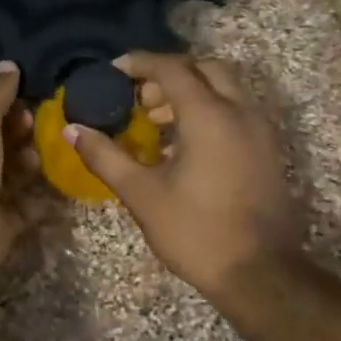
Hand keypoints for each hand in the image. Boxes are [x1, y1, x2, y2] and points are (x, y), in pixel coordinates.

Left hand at [0, 62, 27, 270]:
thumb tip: (8, 64)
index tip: (26, 97)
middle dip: (18, 134)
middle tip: (39, 123)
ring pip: (11, 176)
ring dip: (30, 164)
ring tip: (45, 154)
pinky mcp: (0, 226)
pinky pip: (26, 208)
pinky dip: (43, 201)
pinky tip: (62, 187)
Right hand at [66, 53, 304, 299]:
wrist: (261, 276)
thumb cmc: (196, 231)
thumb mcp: (141, 194)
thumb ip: (105, 156)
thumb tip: (72, 130)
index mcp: (209, 115)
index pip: (172, 69)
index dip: (139, 63)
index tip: (113, 71)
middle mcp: (240, 112)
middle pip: (205, 69)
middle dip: (170, 74)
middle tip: (141, 98)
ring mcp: (261, 132)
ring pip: (225, 89)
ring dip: (191, 93)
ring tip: (157, 123)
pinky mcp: (268, 152)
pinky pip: (237, 112)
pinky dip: (210, 112)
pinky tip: (184, 146)